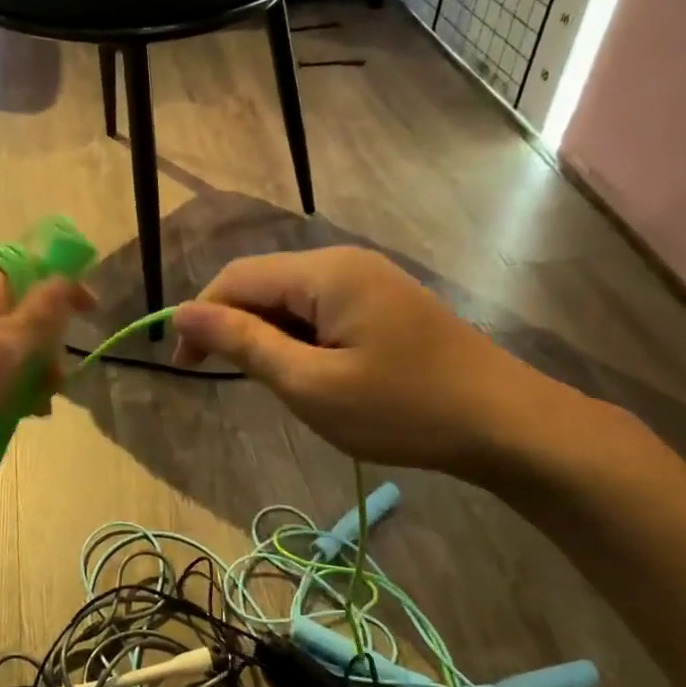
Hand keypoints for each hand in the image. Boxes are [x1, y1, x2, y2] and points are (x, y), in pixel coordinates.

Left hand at [0, 271, 90, 475]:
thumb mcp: (7, 346)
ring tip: (33, 411)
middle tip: (54, 385)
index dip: (67, 286)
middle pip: (24, 315)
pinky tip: (4, 418)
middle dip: (48, 347)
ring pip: (5, 349)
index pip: (36, 271)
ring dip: (28, 375)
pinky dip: (1, 390)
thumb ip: (41, 311)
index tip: (93, 311)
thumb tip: (66, 274)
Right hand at [171, 248, 580, 477]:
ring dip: (268, 338)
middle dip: (234, 327)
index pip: (237, 278)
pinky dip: (299, 341)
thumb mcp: (310, 384)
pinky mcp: (384, 305)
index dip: (201, 317)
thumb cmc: (402, 409)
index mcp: (325, 272)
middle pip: (264, 284)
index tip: (184, 367)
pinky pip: (321, 312)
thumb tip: (182, 313)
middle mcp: (344, 263)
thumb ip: (244, 344)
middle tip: (227, 382)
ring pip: (291, 301)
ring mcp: (369, 281)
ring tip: (274, 386)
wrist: (503, 424)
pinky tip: (311, 375)